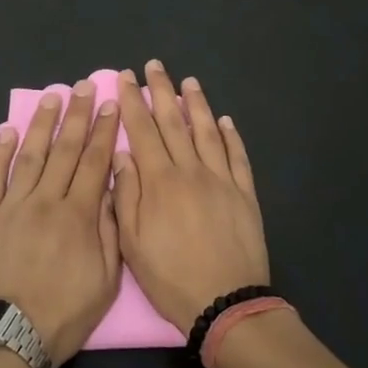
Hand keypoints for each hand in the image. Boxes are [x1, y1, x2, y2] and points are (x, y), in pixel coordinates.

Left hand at [0, 80, 121, 365]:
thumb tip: (110, 189)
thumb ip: (109, 231)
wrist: (7, 339)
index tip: (109, 104)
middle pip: (64, 150)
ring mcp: (12, 206)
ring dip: (41, 124)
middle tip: (83, 85)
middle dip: (76, 115)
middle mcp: (46, 201)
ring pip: (30, 155)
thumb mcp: (105, 281)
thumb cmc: (63, 315)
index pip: (94, 162)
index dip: (103, 131)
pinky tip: (7, 131)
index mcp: (78, 215)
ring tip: (51, 97)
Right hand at [112, 61, 269, 334]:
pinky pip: (237, 157)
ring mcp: (222, 180)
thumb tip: (122, 155)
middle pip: (174, 122)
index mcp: (160, 181)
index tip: (126, 77)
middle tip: (156, 65)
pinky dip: (231, 136)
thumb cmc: (171, 277)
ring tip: (189, 81)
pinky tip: (225, 121)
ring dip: (197, 104)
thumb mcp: (133, 243)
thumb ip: (125, 195)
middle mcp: (191, 171)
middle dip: (162, 91)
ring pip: (207, 132)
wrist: (226, 303)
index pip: (142, 130)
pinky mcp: (245, 194)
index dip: (133, 101)